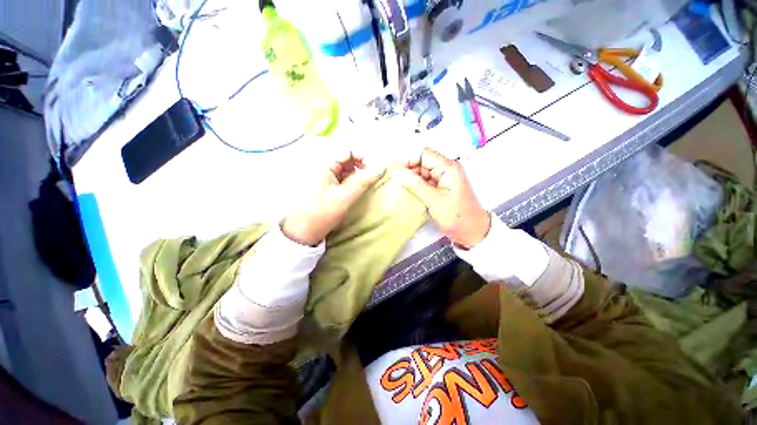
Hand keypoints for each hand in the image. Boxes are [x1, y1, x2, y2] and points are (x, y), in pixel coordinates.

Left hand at [282, 152, 383, 245]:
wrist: (304, 231)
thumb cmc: (321, 213)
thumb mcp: (344, 197)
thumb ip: (363, 181)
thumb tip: (381, 167)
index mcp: (324, 164)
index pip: (347, 151)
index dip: (362, 157)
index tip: (373, 170)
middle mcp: (324, 166)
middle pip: (347, 158)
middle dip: (361, 166)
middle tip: (369, 179)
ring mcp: (326, 176)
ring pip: (347, 169)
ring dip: (357, 175)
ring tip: (362, 187)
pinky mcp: (328, 185)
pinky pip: (343, 177)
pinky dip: (352, 181)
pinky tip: (355, 190)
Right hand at [396, 148, 490, 248]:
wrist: (472, 231)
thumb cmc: (456, 216)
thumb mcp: (433, 200)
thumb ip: (415, 184)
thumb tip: (398, 172)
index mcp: (448, 167)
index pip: (423, 154)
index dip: (408, 159)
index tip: (394, 169)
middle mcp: (446, 169)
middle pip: (422, 162)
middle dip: (408, 170)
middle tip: (394, 180)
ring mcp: (444, 178)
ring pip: (422, 173)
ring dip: (411, 179)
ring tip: (398, 186)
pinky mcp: (441, 187)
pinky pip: (426, 181)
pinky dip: (417, 185)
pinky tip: (408, 191)